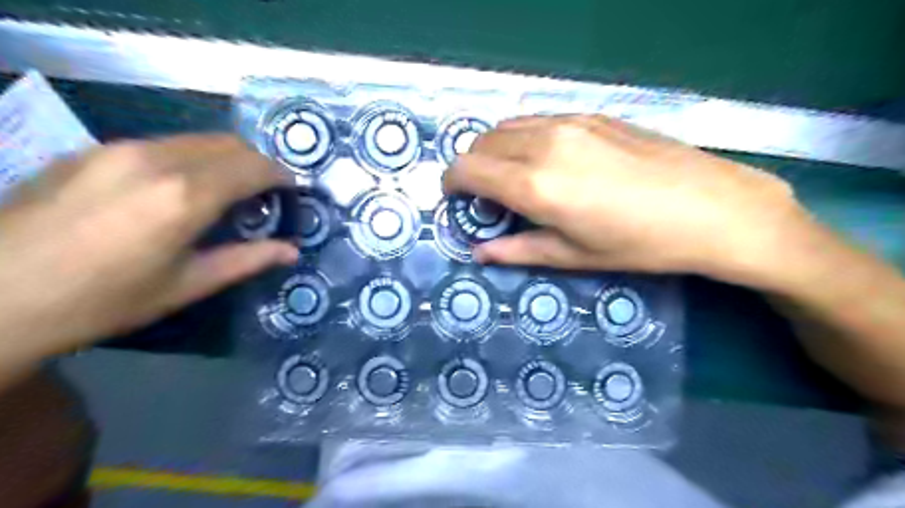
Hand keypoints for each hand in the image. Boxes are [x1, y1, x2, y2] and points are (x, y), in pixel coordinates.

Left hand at [1, 134, 296, 358]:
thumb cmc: (103, 300)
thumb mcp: (187, 285)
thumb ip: (247, 260)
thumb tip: (291, 251)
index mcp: (186, 196)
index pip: (254, 166)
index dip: (280, 175)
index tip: (291, 191)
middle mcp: (157, 159)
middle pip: (230, 143)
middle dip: (257, 163)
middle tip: (263, 194)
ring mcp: (119, 148)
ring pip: (196, 139)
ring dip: (224, 159)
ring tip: (224, 193)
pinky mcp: (92, 150)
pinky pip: (162, 144)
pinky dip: (189, 159)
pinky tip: (176, 190)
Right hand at [442, 116, 809, 285]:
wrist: (713, 208)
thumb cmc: (639, 244)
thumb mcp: (573, 256)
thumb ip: (517, 251)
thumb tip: (479, 252)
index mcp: (535, 184)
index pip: (466, 169)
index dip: (451, 184)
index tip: (456, 200)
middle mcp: (543, 143)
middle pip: (481, 143)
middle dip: (471, 169)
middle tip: (488, 198)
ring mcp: (569, 122)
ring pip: (507, 126)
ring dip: (496, 151)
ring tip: (515, 178)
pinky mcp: (591, 114)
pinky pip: (537, 120)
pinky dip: (523, 138)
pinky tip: (547, 161)